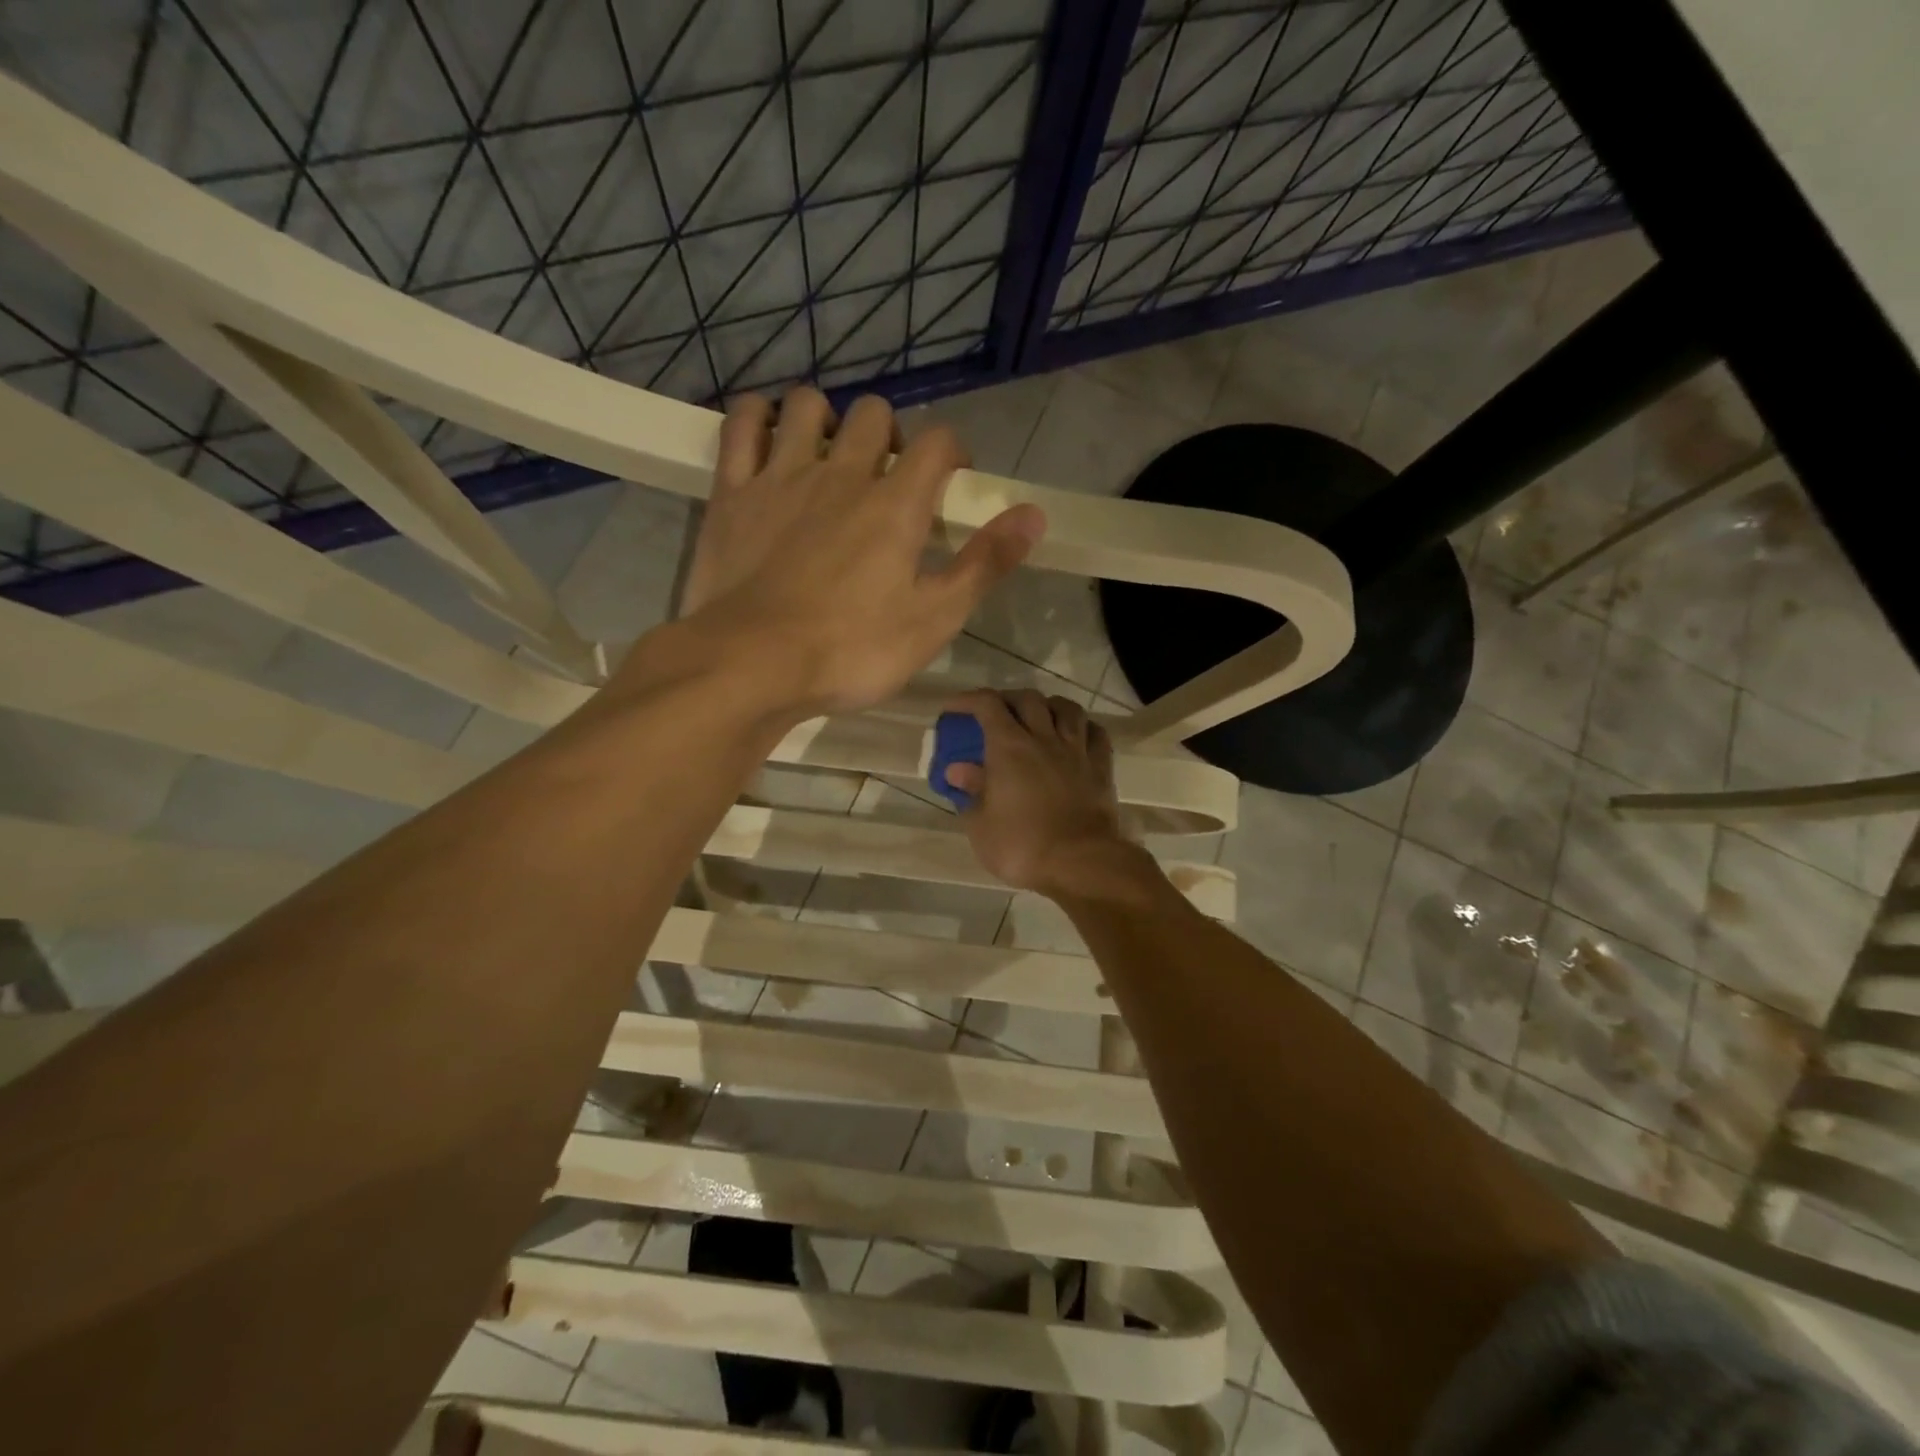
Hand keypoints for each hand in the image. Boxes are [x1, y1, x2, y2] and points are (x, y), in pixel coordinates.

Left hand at [671, 387, 1045, 719]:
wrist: (753, 665)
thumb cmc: (851, 651)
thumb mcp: (933, 620)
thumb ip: (984, 564)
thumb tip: (1034, 514)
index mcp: (895, 505)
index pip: (939, 442)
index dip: (953, 452)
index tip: (951, 481)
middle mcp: (841, 474)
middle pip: (875, 414)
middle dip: (891, 436)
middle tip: (887, 479)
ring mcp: (782, 477)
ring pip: (808, 405)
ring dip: (827, 419)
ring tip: (829, 457)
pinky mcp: (733, 492)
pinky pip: (743, 424)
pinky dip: (760, 417)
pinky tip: (770, 436)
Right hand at [943, 689, 1144, 899]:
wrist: (1080, 863)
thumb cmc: (1022, 846)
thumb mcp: (981, 825)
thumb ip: (970, 792)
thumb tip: (957, 770)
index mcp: (1009, 747)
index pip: (987, 705)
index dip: (968, 700)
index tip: (954, 709)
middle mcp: (1044, 738)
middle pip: (1028, 699)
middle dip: (1008, 699)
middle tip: (996, 714)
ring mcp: (1076, 751)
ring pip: (1067, 708)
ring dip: (1049, 705)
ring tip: (1039, 716)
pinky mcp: (1101, 768)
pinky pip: (1096, 733)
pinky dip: (1083, 727)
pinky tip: (1076, 735)